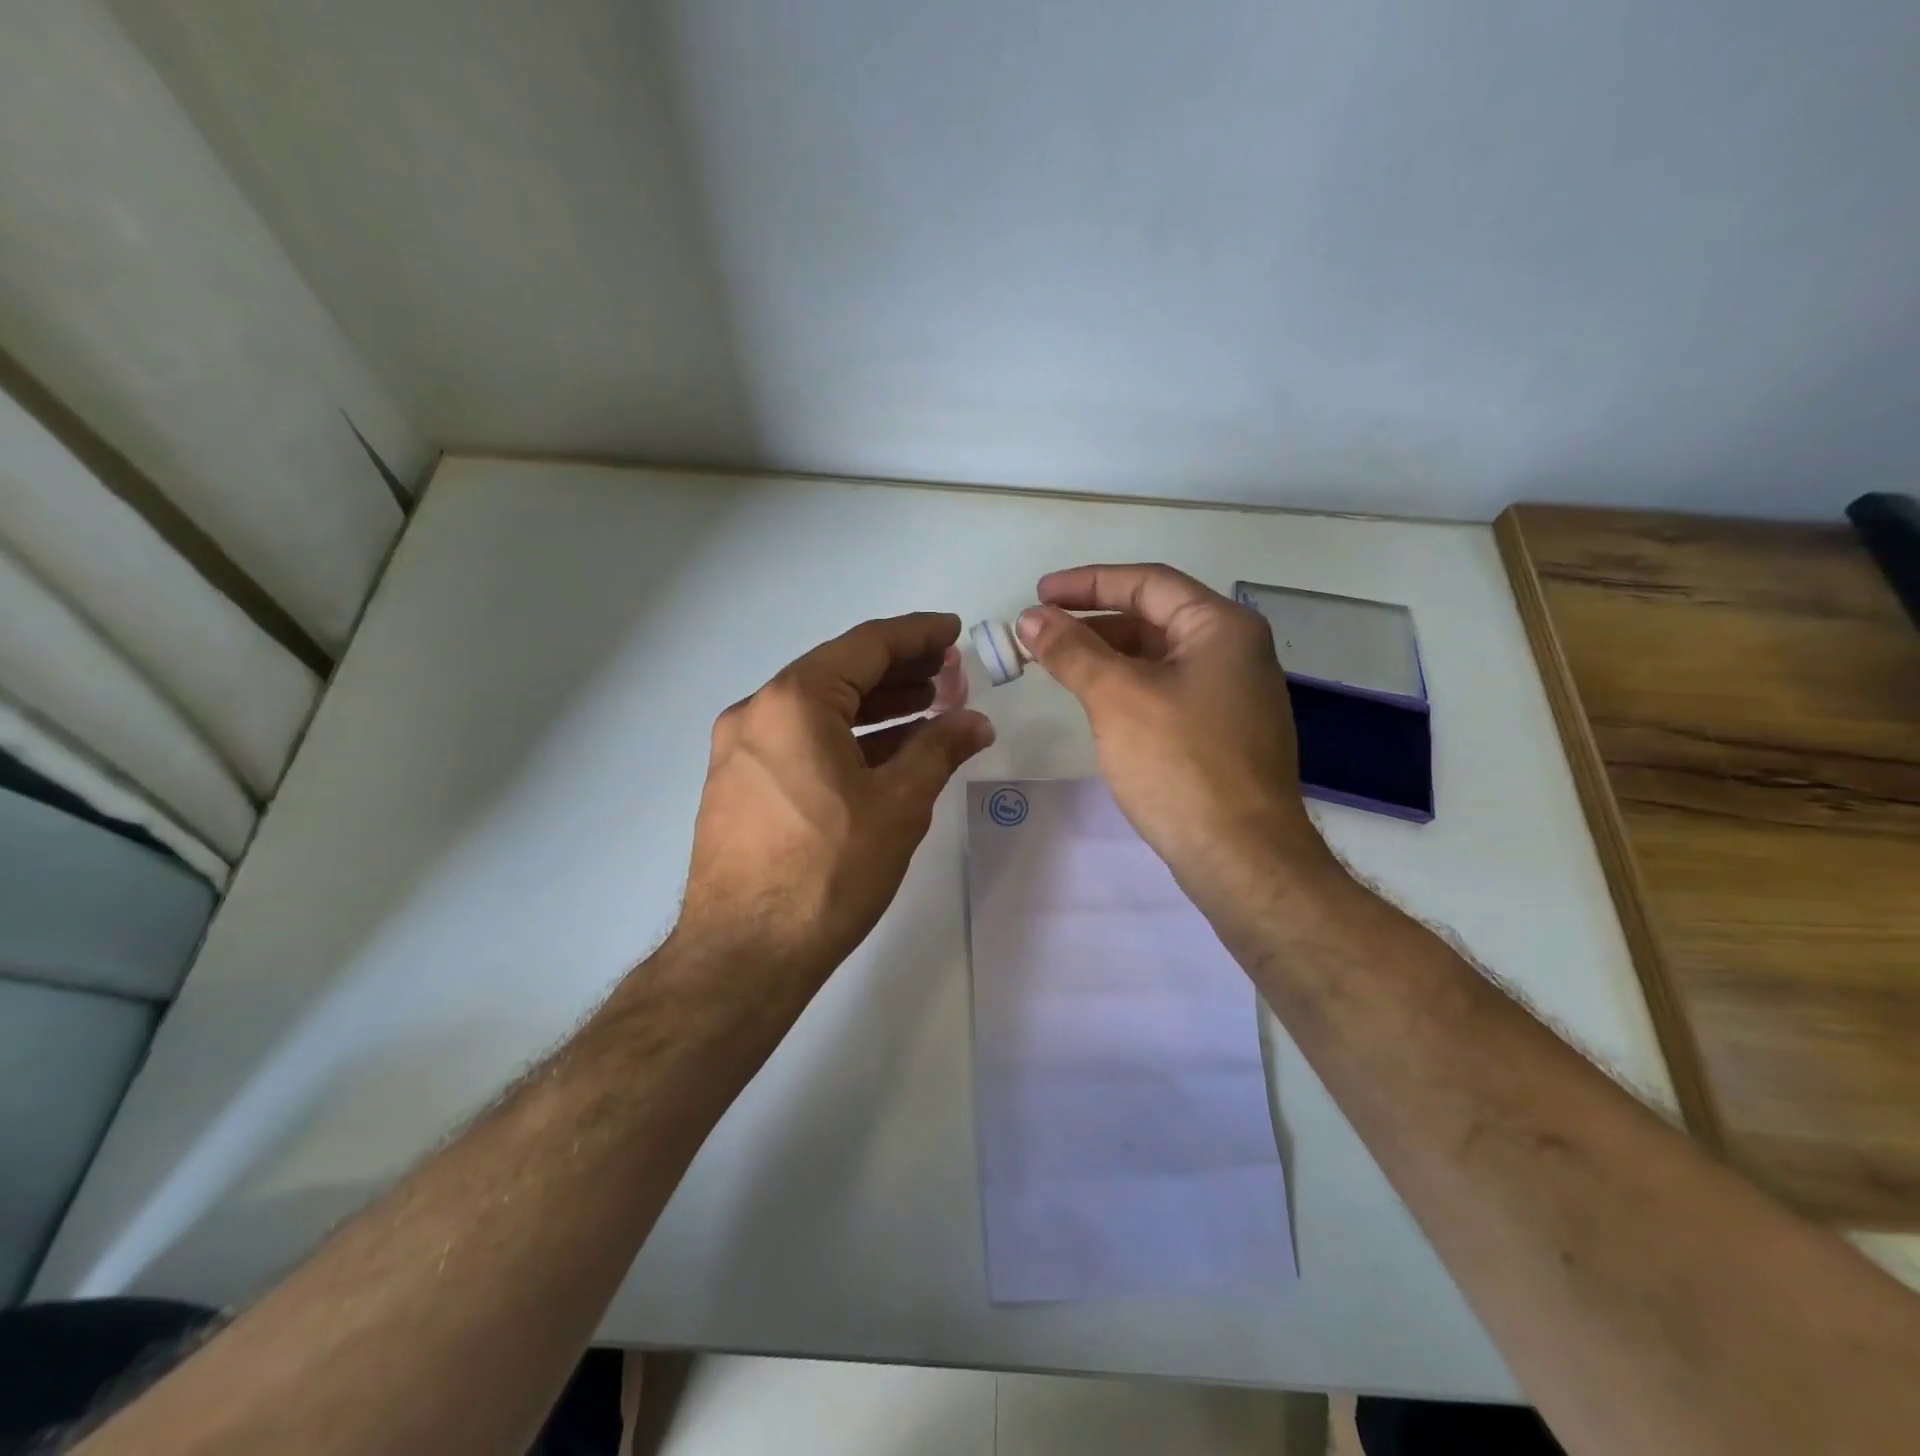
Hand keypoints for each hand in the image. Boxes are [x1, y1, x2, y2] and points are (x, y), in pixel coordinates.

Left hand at [670, 612, 993, 992]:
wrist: (743, 955)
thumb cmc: (828, 872)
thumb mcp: (898, 805)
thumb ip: (939, 749)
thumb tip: (975, 721)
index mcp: (794, 701)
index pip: (866, 646)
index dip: (918, 635)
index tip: (954, 633)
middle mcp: (757, 712)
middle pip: (839, 673)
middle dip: (900, 671)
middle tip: (950, 675)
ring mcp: (740, 750)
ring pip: (819, 710)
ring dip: (874, 706)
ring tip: (927, 708)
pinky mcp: (737, 785)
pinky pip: (800, 742)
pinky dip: (845, 739)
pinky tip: (885, 752)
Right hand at [1016, 564, 1336, 901]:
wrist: (1242, 857)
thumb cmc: (1181, 764)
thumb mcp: (1117, 698)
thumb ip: (1072, 651)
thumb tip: (1030, 618)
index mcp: (1221, 627)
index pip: (1147, 583)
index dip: (1087, 583)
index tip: (1038, 594)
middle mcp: (1235, 651)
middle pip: (1154, 617)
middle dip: (1093, 621)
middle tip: (1040, 633)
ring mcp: (1233, 694)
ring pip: (1158, 657)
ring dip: (1107, 655)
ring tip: (1058, 665)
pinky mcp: (1223, 732)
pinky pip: (1167, 691)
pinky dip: (1127, 686)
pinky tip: (1096, 702)